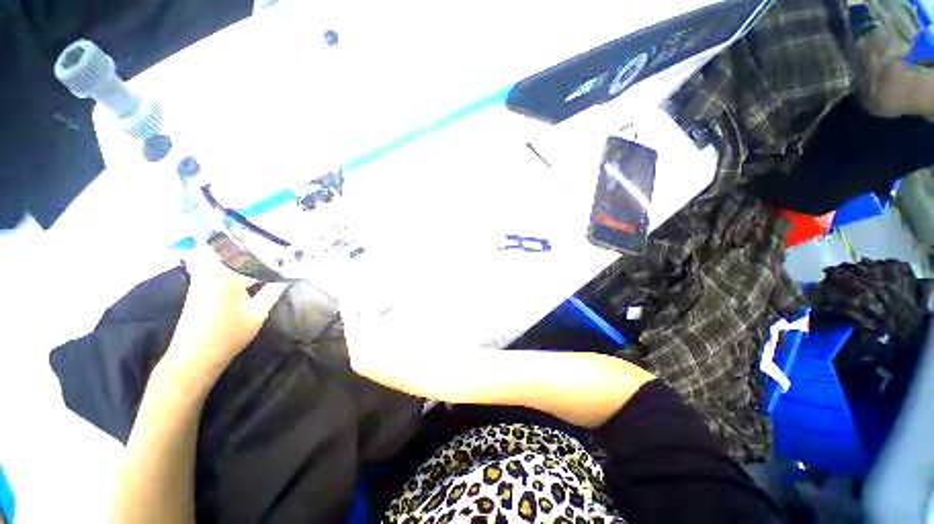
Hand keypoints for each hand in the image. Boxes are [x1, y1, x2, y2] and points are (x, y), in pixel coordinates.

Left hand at [162, 253, 288, 376]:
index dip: (277, 262)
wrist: (194, 357)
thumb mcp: (257, 313)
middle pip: (242, 256)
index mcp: (226, 276)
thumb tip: (288, 277)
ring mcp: (202, 276)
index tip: (292, 262)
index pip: (257, 263)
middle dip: (263, 256)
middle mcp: (211, 270)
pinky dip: (236, 266)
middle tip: (283, 259)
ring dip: (249, 259)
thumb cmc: (228, 336)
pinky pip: (220, 266)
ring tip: (270, 263)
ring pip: (230, 259)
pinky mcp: (199, 284)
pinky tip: (249, 273)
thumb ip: (274, 291)